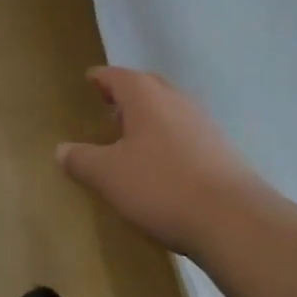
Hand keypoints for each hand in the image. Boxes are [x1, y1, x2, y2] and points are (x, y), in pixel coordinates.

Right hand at [57, 67, 266, 257]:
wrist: (234, 220)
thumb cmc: (162, 187)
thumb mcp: (108, 176)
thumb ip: (81, 160)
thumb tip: (61, 150)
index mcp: (145, 96)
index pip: (116, 76)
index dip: (100, 78)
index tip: (88, 81)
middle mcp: (176, 100)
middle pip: (146, 86)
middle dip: (126, 94)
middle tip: (107, 108)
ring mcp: (203, 123)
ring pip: (169, 109)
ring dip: (149, 117)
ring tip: (130, 139)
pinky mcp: (222, 150)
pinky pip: (186, 133)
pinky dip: (168, 139)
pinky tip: (161, 165)